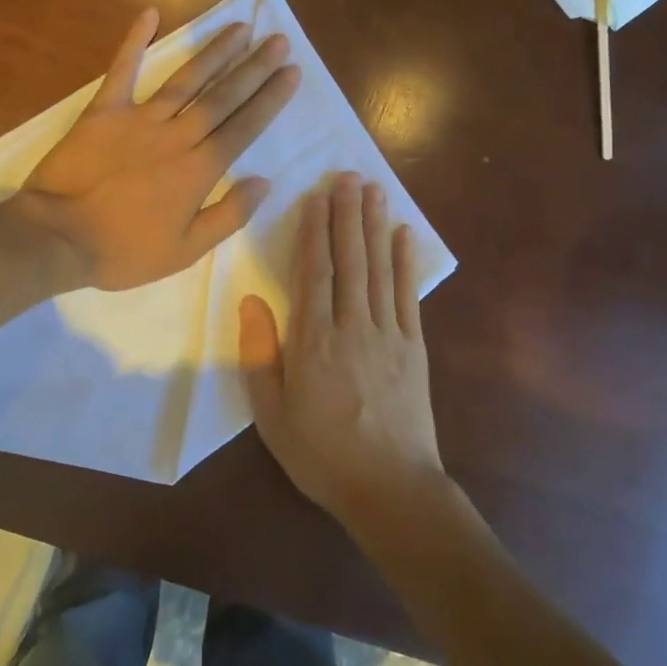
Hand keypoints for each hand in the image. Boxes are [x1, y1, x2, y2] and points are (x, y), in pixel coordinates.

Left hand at [14, 8, 300, 290]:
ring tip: (240, 28)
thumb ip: (229, 215)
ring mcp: (139, 119)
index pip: (244, 126)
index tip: (291, 72)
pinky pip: (122, 70)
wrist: (58, 238)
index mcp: (199, 170)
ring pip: (186, 79)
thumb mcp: (185, 250)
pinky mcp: (104, 111)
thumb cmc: (124, 251)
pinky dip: (134, 41)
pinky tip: (150, 14)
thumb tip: (264, 182)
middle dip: (254, 67)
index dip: (270, 98)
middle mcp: (177, 136)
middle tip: (278, 40)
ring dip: (215, 52)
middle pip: (223, 96)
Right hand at [239, 173, 444, 526]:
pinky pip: (408, 295)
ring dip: (374, 226)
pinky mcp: (414, 347)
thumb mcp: (271, 413)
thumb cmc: (321, 453)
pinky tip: (403, 235)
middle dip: (347, 214)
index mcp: (313, 341)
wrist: (390, 489)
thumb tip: (251, 300)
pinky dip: (405, 262)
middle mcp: (352, 326)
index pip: (313, 272)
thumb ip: (259, 354)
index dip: (314, 230)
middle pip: (349, 259)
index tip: (315, 197)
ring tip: (373, 190)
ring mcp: (389, 334)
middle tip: (347, 176)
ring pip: (378, 269)